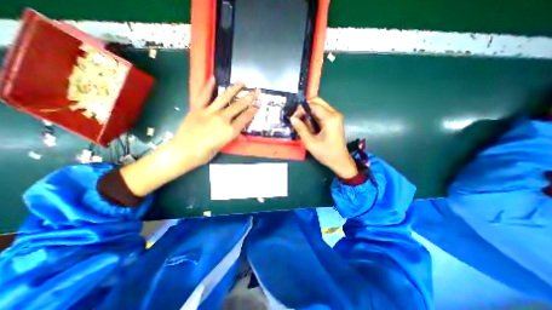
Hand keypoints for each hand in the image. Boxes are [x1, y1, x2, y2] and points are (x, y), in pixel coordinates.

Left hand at [170, 76, 260, 169]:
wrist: (183, 152)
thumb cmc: (205, 154)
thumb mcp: (222, 146)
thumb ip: (232, 137)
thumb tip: (240, 133)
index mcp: (230, 131)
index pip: (245, 118)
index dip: (253, 110)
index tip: (259, 104)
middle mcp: (222, 119)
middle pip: (239, 106)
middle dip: (249, 97)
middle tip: (257, 91)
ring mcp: (209, 112)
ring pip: (225, 98)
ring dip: (235, 89)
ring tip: (242, 82)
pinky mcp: (197, 108)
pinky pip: (204, 95)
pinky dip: (208, 86)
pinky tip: (213, 77)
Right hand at [289, 97, 357, 178]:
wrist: (340, 161)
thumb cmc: (326, 153)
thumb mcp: (310, 142)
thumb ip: (301, 129)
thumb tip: (292, 118)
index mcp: (330, 118)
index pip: (313, 105)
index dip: (301, 109)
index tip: (293, 118)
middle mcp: (334, 113)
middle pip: (317, 102)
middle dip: (304, 108)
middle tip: (296, 118)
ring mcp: (335, 116)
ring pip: (319, 106)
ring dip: (308, 112)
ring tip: (301, 123)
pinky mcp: (333, 120)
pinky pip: (321, 113)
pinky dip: (312, 116)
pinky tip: (308, 125)